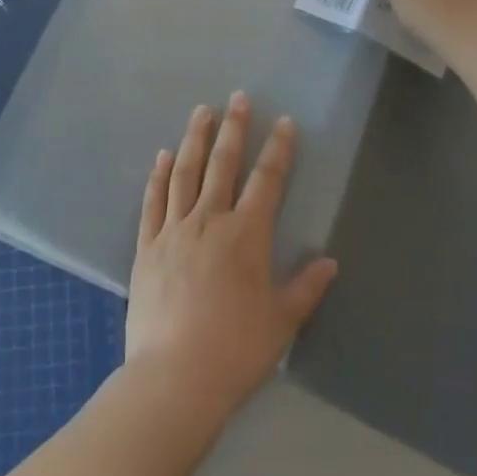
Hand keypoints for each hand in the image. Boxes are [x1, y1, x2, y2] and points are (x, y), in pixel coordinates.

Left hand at [126, 93, 338, 419]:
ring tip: (201, 112)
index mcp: (246, 235)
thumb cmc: (236, 350)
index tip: (283, 122)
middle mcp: (210, 220)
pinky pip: (153, 201)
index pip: (267, 180)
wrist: (175, 377)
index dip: (278, 149)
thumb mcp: (282, 322)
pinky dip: (158, 175)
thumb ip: (306, 288)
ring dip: (195, 140)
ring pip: (186, 173)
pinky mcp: (147, 246)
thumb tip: (329, 262)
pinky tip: (162, 156)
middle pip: (223, 164)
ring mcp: (174, 230)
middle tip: (238, 98)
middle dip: (234, 128)